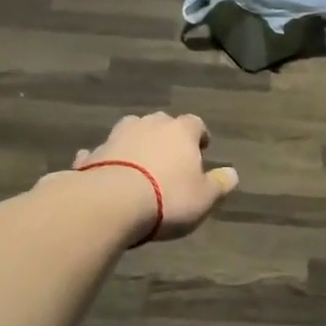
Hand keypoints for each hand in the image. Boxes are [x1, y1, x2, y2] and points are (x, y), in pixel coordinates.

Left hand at [71, 112, 239, 242]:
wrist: (111, 203)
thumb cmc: (168, 198)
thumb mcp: (204, 198)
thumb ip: (220, 184)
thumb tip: (232, 173)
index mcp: (180, 131)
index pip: (195, 123)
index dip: (200, 136)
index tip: (202, 148)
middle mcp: (148, 125)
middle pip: (161, 123)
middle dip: (166, 136)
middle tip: (170, 157)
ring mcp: (116, 137)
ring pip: (130, 131)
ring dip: (135, 143)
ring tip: (139, 163)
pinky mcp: (92, 154)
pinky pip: (101, 153)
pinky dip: (106, 159)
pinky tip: (105, 172)